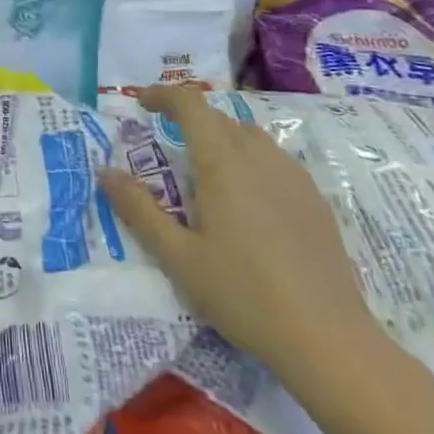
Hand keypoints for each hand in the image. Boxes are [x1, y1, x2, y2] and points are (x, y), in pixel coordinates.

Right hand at [99, 86, 384, 383]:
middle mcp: (258, 156)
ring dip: (219, 138)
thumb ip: (139, 210)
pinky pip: (273, 159)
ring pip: (248, 135)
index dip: (162, 95)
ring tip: (203, 172)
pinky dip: (248, 160)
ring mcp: (292, 175)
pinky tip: (245, 201)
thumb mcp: (179, 257)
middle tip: (163, 145)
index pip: (190, 104)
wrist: (328, 338)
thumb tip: (105, 172)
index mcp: (222, 161)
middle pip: (218, 117)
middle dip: (187, 119)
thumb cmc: (243, 294)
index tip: (140, 103)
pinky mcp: (314, 198)